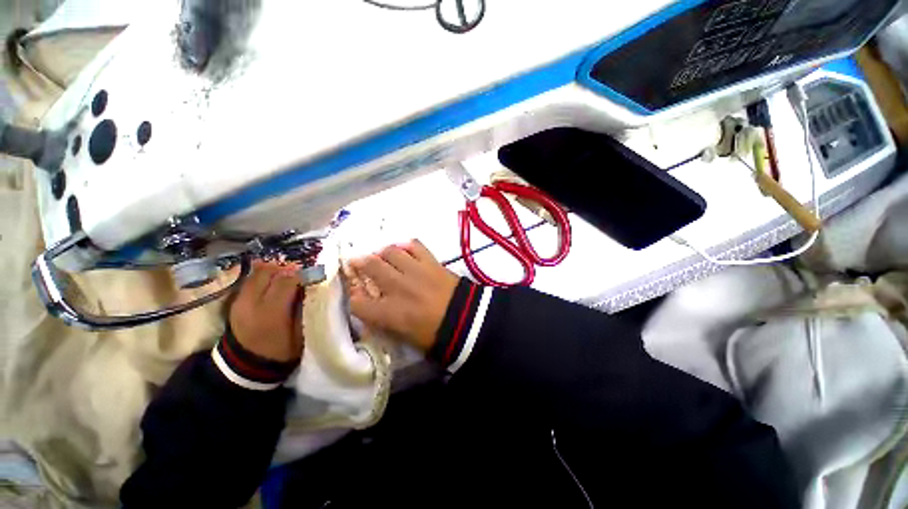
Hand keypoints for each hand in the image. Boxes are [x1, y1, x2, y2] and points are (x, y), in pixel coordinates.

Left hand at [229, 261, 304, 361]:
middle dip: (286, 269)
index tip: (312, 275)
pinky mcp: (235, 301)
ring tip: (286, 277)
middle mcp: (252, 301)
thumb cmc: (279, 350)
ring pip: (257, 273)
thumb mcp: (299, 333)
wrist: (245, 365)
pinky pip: (251, 280)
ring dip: (274, 271)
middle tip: (299, 273)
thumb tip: (311, 288)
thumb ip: (303, 308)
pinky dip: (264, 277)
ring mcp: (240, 300)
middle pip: (269, 271)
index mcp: (271, 312)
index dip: (301, 275)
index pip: (287, 280)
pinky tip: (273, 283)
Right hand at [345, 240, 458, 351]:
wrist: (466, 319)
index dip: (354, 298)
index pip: (357, 303)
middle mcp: (397, 287)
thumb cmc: (435, 334)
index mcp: (389, 313)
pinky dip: (407, 245)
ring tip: (383, 255)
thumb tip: (374, 308)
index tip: (357, 295)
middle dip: (360, 263)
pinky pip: (414, 245)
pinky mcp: (431, 261)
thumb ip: (385, 322)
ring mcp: (414, 271)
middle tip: (358, 261)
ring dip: (382, 252)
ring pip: (390, 251)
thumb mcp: (405, 336)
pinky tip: (404, 249)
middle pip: (370, 266)